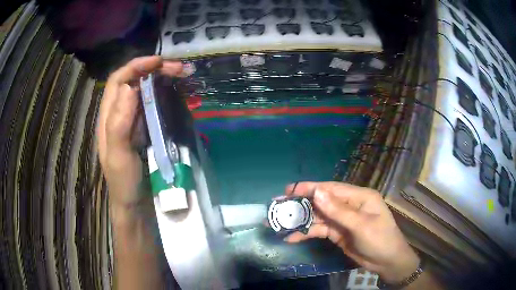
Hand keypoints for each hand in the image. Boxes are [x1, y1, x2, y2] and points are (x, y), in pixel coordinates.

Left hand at [97, 56, 182, 208]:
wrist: (135, 203)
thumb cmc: (124, 182)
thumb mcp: (118, 156)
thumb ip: (118, 123)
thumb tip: (129, 87)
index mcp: (108, 116)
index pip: (118, 80)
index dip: (136, 66)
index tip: (159, 61)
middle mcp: (119, 113)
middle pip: (133, 80)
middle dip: (154, 69)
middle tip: (179, 68)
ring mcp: (133, 120)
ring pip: (144, 90)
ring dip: (162, 78)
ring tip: (182, 75)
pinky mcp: (145, 128)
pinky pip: (154, 104)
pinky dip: (165, 93)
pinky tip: (178, 92)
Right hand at [284, 182, 419, 283]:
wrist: (386, 262)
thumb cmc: (380, 239)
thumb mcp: (360, 225)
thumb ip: (338, 210)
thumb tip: (317, 192)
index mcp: (358, 196)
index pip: (331, 188)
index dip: (310, 188)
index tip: (289, 190)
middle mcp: (349, 205)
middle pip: (321, 202)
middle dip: (301, 204)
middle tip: (278, 206)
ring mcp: (342, 220)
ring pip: (318, 217)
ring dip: (300, 220)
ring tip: (279, 224)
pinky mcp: (337, 233)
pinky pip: (319, 230)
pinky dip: (306, 233)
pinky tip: (292, 237)